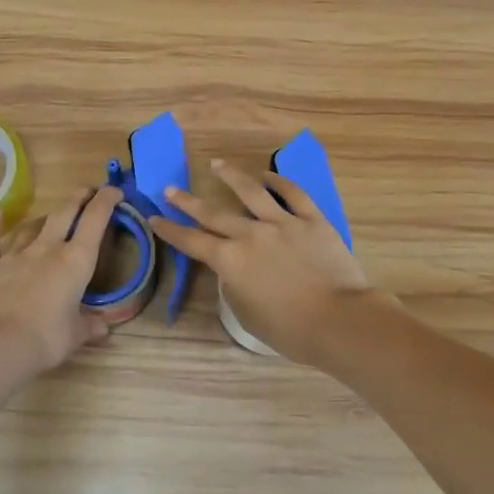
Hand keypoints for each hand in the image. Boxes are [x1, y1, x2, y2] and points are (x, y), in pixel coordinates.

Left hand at [0, 185, 122, 375]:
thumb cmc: (46, 339)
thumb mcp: (76, 334)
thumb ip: (90, 325)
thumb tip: (103, 326)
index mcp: (75, 261)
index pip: (95, 220)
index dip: (106, 200)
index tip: (114, 191)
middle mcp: (47, 249)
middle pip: (65, 212)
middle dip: (79, 198)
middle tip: (87, 191)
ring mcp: (15, 254)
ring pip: (32, 225)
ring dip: (44, 217)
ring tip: (51, 215)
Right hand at [150, 160, 383, 366]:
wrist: (338, 320)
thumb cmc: (290, 330)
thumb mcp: (248, 315)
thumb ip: (234, 287)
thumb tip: (234, 271)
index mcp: (231, 261)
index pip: (192, 242)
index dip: (170, 230)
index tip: (155, 218)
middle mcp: (251, 235)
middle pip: (213, 213)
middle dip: (188, 201)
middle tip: (171, 189)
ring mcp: (283, 223)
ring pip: (251, 192)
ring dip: (231, 177)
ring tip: (217, 164)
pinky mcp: (312, 220)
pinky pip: (293, 194)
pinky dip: (278, 182)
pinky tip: (267, 175)